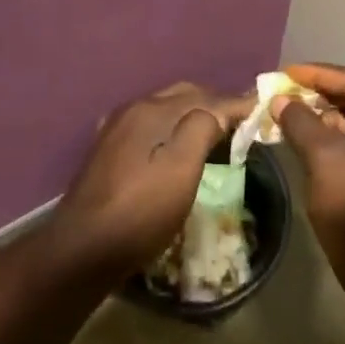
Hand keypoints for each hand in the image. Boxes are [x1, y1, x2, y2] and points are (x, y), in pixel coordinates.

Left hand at [51, 82, 247, 276]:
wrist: (83, 248)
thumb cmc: (141, 211)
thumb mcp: (181, 170)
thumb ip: (201, 129)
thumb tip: (215, 111)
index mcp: (152, 110)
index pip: (204, 97)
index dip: (235, 104)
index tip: (261, 111)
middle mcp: (132, 110)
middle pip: (182, 96)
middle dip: (213, 104)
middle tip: (240, 124)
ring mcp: (116, 129)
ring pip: (164, 109)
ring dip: (191, 115)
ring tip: (215, 134)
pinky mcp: (107, 150)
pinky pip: (149, 126)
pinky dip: (171, 128)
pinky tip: (175, 146)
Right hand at [271, 64, 344, 258]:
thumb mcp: (323, 159)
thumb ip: (300, 122)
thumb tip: (280, 100)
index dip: (320, 74)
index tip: (287, 73)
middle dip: (324, 93)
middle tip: (289, 92)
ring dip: (329, 116)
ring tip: (295, 116)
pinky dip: (338, 137)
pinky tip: (312, 142)